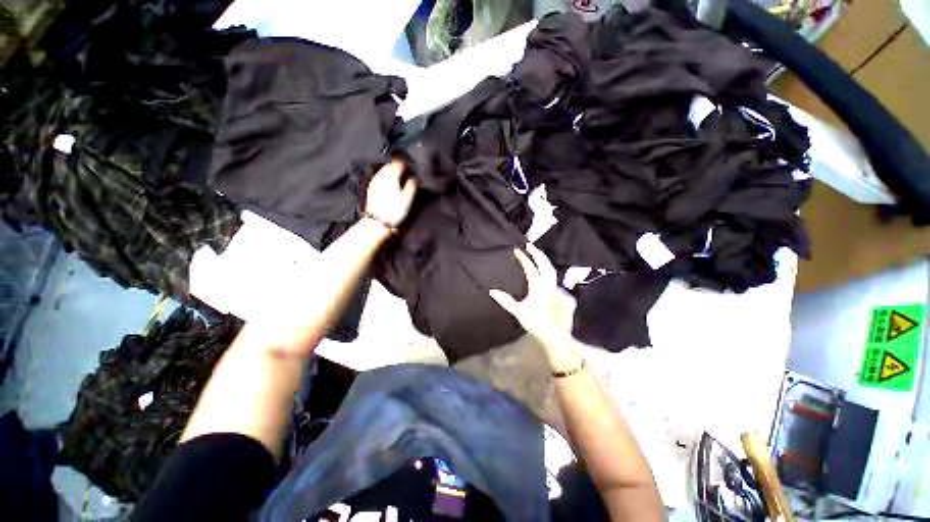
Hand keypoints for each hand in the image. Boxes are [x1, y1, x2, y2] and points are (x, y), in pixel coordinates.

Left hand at [365, 160, 416, 227]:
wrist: (377, 223)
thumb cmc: (394, 210)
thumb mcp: (408, 198)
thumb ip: (412, 185)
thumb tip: (416, 179)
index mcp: (390, 175)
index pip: (397, 162)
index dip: (405, 164)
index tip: (410, 168)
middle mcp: (380, 176)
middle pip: (389, 166)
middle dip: (398, 168)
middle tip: (405, 174)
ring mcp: (374, 182)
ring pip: (384, 172)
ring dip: (391, 174)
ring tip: (399, 181)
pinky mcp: (371, 190)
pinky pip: (379, 180)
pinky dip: (386, 181)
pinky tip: (390, 188)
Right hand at [489, 244, 577, 357]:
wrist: (554, 336)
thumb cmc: (535, 324)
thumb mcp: (518, 312)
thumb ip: (505, 301)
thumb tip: (491, 291)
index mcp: (538, 289)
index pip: (530, 269)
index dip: (523, 258)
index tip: (517, 250)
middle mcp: (549, 286)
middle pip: (545, 265)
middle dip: (538, 253)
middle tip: (530, 245)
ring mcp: (558, 290)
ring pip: (552, 271)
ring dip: (544, 261)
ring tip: (537, 255)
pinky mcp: (563, 295)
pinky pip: (556, 280)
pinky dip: (549, 273)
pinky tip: (546, 274)